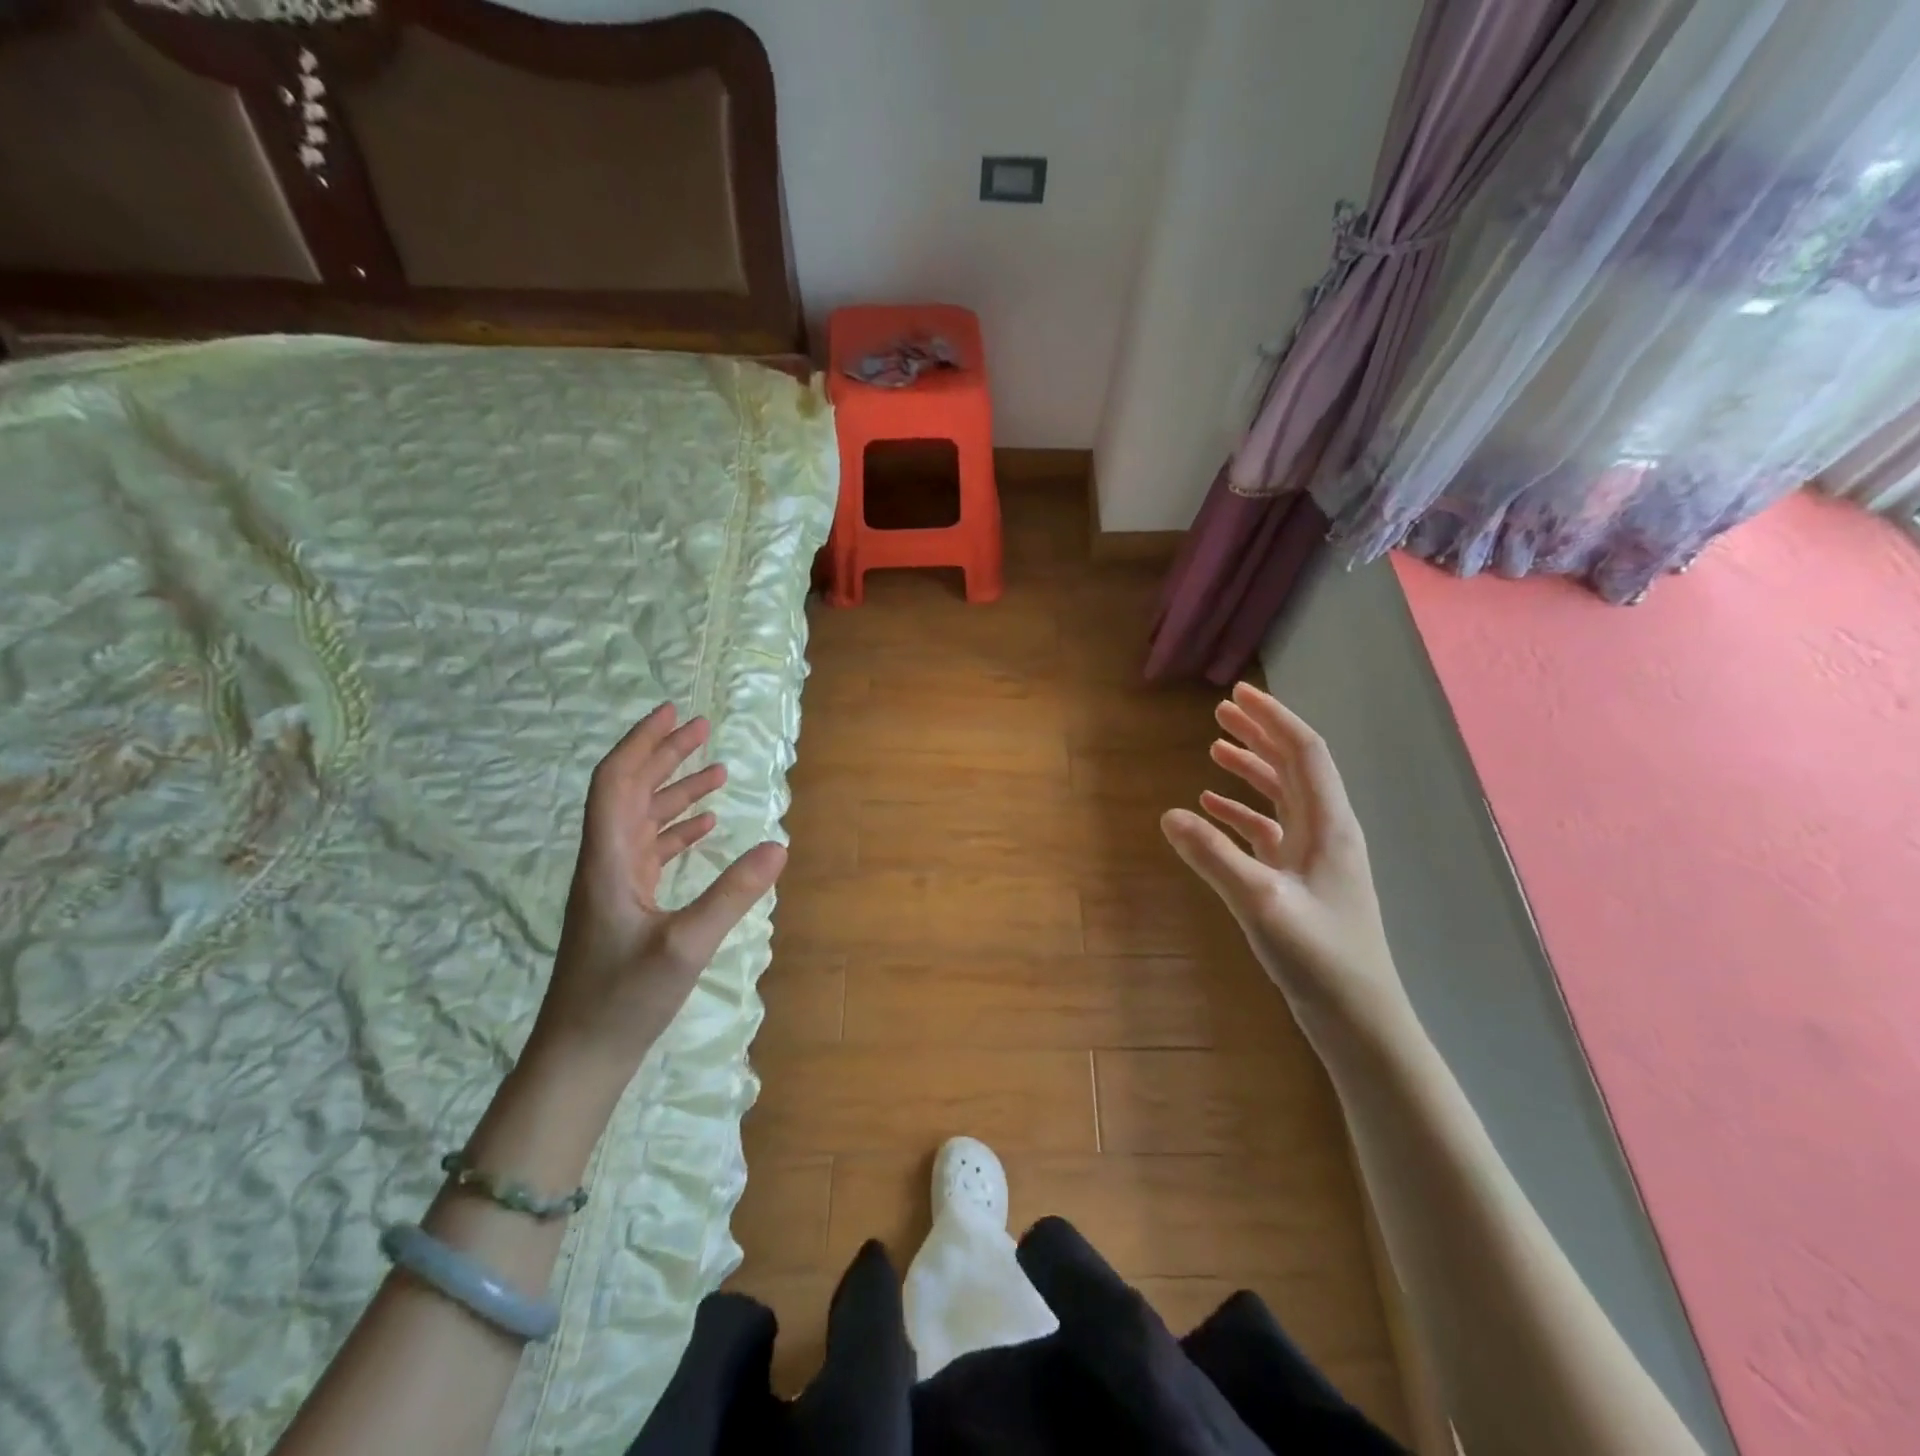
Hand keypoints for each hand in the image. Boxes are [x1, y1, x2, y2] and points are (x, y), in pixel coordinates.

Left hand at [526, 705, 786, 1086]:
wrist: (580, 1055)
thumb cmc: (624, 999)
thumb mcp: (687, 946)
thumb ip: (734, 893)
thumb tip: (779, 845)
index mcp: (608, 860)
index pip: (616, 782)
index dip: (642, 743)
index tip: (673, 714)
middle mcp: (606, 862)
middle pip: (629, 791)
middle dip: (664, 756)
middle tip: (702, 729)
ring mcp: (614, 885)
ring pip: (642, 820)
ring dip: (675, 791)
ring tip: (715, 771)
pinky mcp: (625, 906)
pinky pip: (651, 851)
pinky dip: (677, 830)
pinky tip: (704, 826)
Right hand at [1161, 683, 1412, 1039]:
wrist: (1358, 1018)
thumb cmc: (1318, 957)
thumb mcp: (1259, 903)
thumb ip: (1214, 856)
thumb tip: (1169, 814)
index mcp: (1329, 825)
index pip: (1304, 753)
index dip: (1272, 719)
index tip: (1238, 693)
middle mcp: (1327, 831)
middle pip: (1294, 766)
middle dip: (1260, 734)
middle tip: (1221, 711)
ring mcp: (1315, 856)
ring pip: (1283, 796)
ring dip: (1251, 768)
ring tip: (1215, 747)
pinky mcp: (1302, 880)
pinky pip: (1271, 830)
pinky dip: (1243, 811)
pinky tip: (1213, 808)